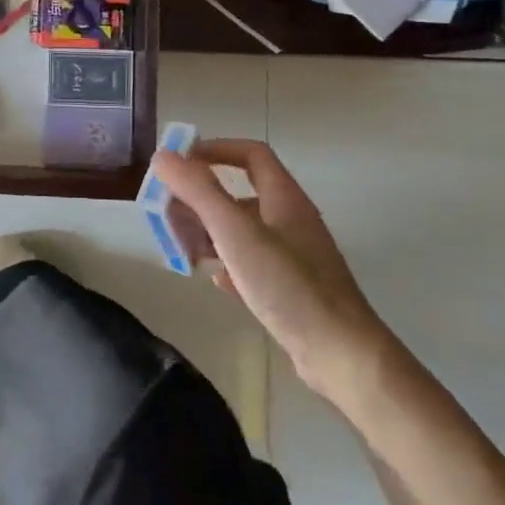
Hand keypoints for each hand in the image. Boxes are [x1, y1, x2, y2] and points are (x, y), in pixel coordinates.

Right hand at [151, 139, 397, 404]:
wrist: (341, 354)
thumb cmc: (288, 285)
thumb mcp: (235, 232)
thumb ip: (199, 191)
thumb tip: (163, 156)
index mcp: (284, 199)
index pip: (250, 154)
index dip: (214, 150)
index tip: (179, 162)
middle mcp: (291, 220)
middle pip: (239, 194)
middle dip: (200, 199)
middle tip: (169, 215)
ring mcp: (294, 255)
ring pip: (242, 230)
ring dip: (209, 232)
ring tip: (184, 250)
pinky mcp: (292, 287)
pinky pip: (251, 263)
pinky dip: (227, 263)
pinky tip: (215, 280)